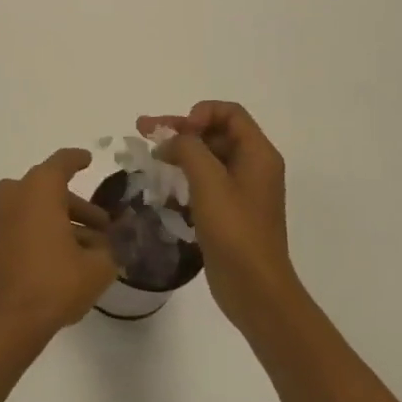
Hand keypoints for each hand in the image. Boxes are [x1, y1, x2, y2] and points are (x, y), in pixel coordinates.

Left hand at [0, 148, 115, 342]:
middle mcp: (15, 194)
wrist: (5, 320)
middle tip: (104, 226)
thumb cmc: (53, 282)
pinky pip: (23, 224)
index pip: (62, 163)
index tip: (88, 160)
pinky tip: (66, 257)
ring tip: (90, 248)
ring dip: (62, 221)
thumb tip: (109, 242)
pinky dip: (43, 231)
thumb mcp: (97, 267)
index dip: (77, 160)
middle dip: (78, 206)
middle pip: (50, 189)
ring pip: (36, 208)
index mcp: (39, 188)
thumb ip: (110, 248)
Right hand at [136, 102, 296, 332]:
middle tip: (143, 131)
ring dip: (179, 152)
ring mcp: (241, 190)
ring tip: (148, 156)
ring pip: (208, 157)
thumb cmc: (235, 231)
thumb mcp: (209, 182)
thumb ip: (188, 149)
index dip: (200, 113)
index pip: (230, 112)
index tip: (177, 132)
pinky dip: (184, 176)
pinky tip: (161, 185)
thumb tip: (172, 140)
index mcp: (258, 154)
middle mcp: (253, 166)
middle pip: (215, 132)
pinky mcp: (229, 211)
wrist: (255, 289)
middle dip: (180, 129)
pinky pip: (205, 181)